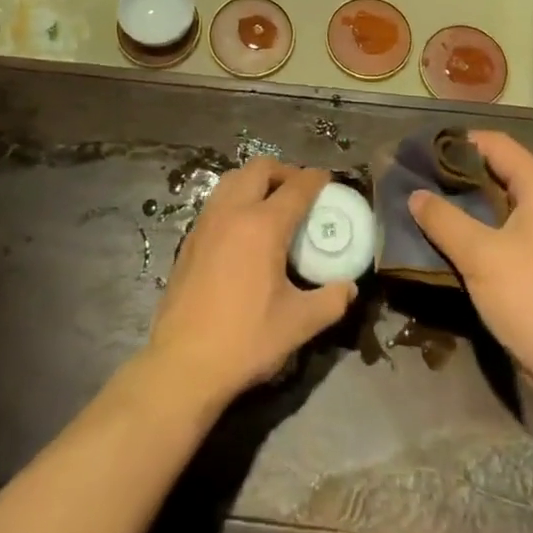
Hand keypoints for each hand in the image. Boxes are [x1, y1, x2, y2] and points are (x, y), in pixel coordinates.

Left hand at [144, 159, 356, 411]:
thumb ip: (331, 301)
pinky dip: (236, 198)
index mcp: (263, 226)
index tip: (328, 178)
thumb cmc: (245, 340)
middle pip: (260, 169)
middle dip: (284, 171)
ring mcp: (206, 222)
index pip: (296, 187)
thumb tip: (349, 287)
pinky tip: (244, 227)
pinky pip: (217, 200)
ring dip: (256, 180)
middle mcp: (232, 212)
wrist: (184, 363)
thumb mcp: (299, 324)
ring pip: (233, 179)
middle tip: (300, 190)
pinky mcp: (190, 238)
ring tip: (272, 202)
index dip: (315, 179)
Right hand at [409, 131, 532, 399]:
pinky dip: (476, 229)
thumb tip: (415, 194)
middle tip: (413, 179)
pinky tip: (446, 240)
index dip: (456, 142)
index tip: (418, 151)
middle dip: (455, 173)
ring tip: (422, 207)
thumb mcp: (480, 255)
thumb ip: (443, 219)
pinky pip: (503, 231)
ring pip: (497, 204)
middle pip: (496, 171)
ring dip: (463, 204)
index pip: (494, 143)